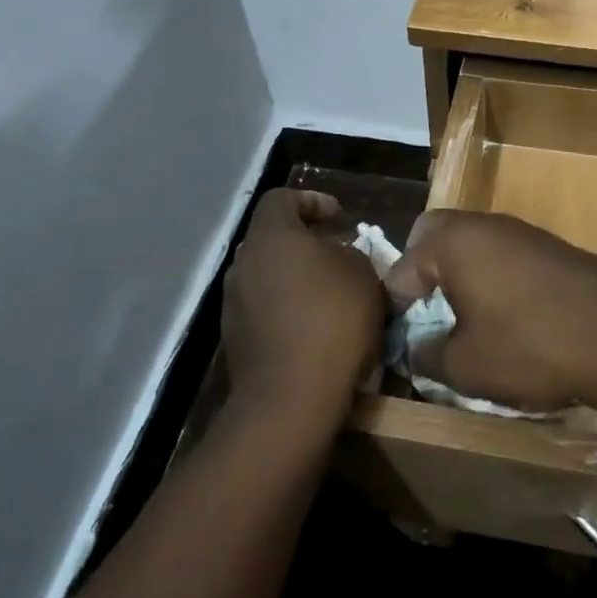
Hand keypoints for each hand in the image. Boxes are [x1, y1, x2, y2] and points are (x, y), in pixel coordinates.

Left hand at [221, 190, 386, 428]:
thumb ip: (350, 253)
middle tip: (339, 256)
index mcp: (271, 237)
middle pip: (273, 239)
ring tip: (331, 296)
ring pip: (268, 276)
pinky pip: (264, 310)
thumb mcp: (363, 274)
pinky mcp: (234, 340)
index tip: (340, 218)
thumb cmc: (333, 320)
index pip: (282, 198)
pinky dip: (287, 310)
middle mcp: (243, 264)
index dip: (312, 201)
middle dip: (306, 244)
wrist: (291, 398)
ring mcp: (233, 304)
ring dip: (297, 279)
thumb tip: (338, 257)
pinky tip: (315, 329)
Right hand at [385, 211, 596, 424]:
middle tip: (425, 317)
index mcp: (452, 242)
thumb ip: (425, 354)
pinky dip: (492, 278)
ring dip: (459, 276)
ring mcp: (521, 231)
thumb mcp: (465, 365)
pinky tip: (507, 317)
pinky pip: (503, 254)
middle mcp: (483, 225)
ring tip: (465, 322)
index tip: (398, 343)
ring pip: (471, 244)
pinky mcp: (550, 247)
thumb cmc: (530, 346)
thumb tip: (415, 348)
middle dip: (421, 273)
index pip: (400, 269)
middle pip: (433, 237)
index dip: (392, 309)